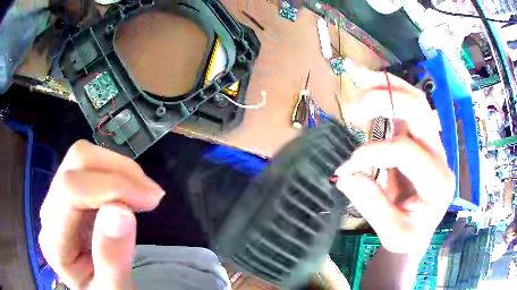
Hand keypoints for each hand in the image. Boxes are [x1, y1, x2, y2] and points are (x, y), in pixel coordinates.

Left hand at [39, 140, 163, 289]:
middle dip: (117, 171)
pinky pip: (91, 167)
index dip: (109, 186)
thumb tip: (121, 211)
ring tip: (145, 193)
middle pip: (75, 163)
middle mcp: (49, 212)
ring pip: (83, 157)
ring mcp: (57, 199)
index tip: (150, 199)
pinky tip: (131, 191)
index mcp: (53, 243)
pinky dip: (116, 171)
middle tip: (152, 194)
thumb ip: (112, 260)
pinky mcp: (70, 194)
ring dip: (119, 168)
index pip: (69, 191)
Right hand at [335, 68, 454, 253]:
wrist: (418, 231)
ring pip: (415, 100)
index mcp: (438, 182)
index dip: (373, 153)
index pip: (406, 151)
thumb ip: (372, 205)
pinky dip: (387, 89)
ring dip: (386, 84)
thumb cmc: (408, 235)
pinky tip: (368, 80)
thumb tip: (346, 174)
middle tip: (356, 106)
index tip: (346, 166)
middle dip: (387, 99)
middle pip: (420, 111)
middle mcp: (440, 156)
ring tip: (358, 75)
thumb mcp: (391, 233)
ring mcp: (432, 143)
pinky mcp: (420, 139)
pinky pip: (408, 106)